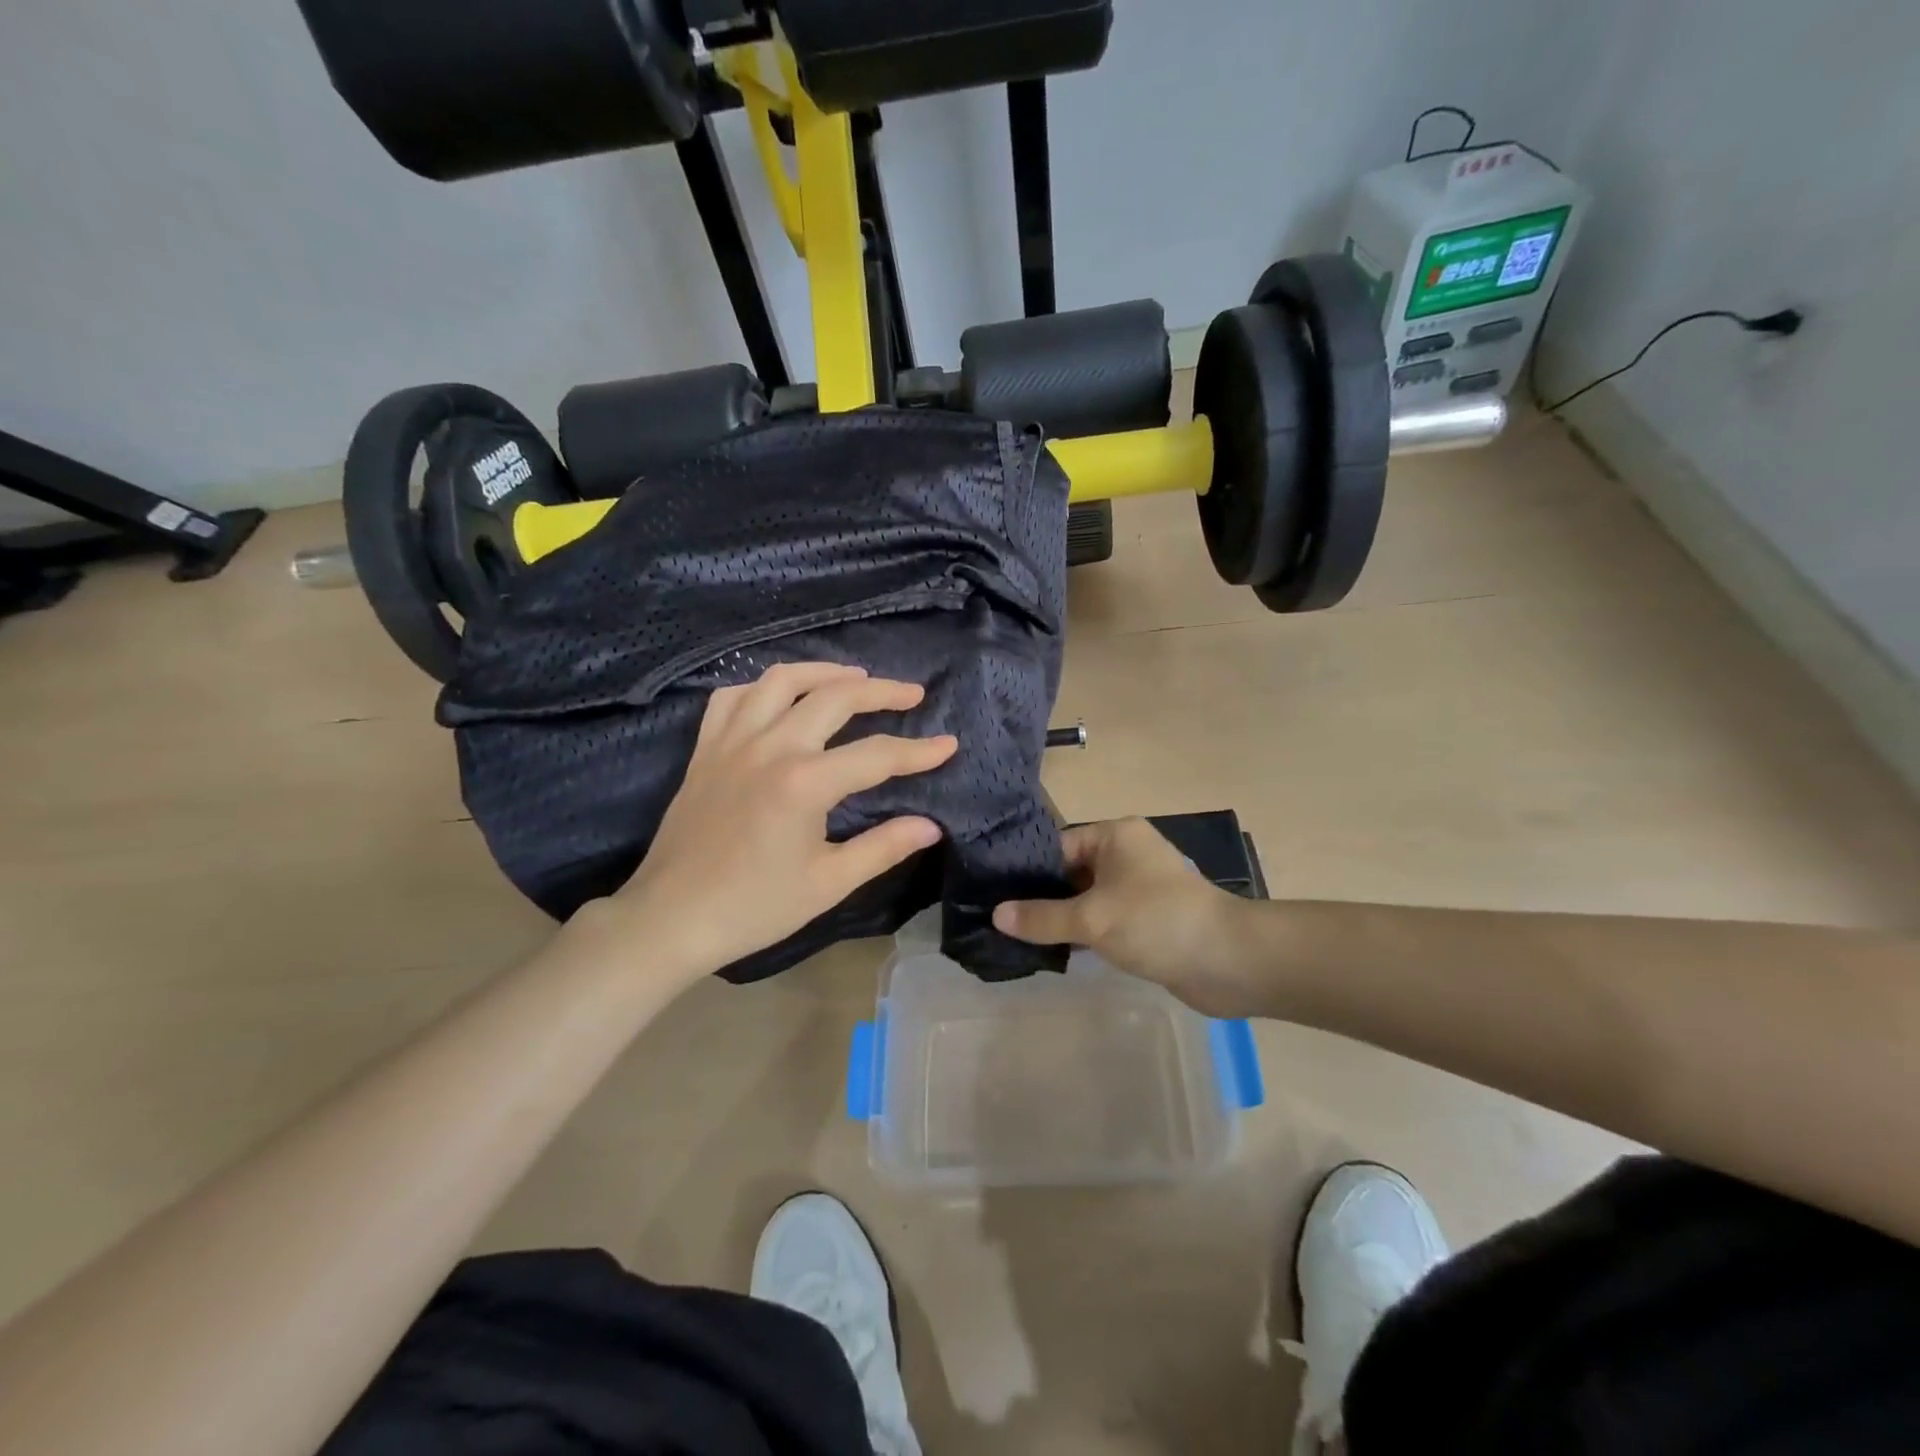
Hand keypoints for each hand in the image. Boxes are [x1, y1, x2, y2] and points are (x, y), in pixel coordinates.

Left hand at [599, 663, 956, 982]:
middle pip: (834, 698)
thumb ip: (883, 847)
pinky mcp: (705, 749)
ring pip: (781, 681)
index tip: (948, 745)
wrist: (671, 918)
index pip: (877, 755)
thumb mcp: (828, 883)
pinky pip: (733, 698)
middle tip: (911, 694)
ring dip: (823, 672)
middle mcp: (770, 747)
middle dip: (881, 691)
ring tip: (853, 678)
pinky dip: (763, 688)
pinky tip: (780, 696)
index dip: (918, 751)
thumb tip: (930, 826)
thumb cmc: (754, 907)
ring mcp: (732, 742)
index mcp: (804, 782)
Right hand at [994, 818, 1257, 1016]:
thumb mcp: (1091, 918)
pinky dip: (1084, 933)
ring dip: (1062, 918)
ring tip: (1019, 938)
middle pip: (1071, 872)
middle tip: (1001, 920)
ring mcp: (1140, 888)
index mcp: (1115, 836)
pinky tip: (1055, 951)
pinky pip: (1106, 920)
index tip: (994, 893)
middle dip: (1041, 897)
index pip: (1057, 845)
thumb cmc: (1156, 922)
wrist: (1228, 961)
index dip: (1027, 871)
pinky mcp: (1149, 920)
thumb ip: (1042, 917)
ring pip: (1088, 899)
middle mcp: (1127, 854)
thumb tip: (997, 915)